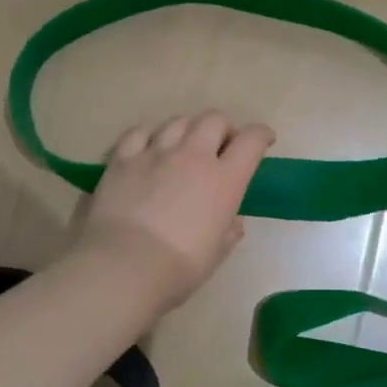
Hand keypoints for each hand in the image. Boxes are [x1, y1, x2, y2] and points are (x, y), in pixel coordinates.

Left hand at [75, 112, 275, 310]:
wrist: (124, 267)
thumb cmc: (179, 267)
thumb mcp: (217, 252)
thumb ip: (229, 231)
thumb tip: (232, 221)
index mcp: (224, 180)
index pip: (251, 140)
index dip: (261, 135)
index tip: (264, 140)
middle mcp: (193, 156)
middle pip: (214, 120)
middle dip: (223, 128)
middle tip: (220, 146)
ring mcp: (155, 153)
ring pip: (178, 121)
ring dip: (188, 129)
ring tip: (184, 146)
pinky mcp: (122, 159)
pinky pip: (139, 132)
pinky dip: (150, 136)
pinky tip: (149, 148)